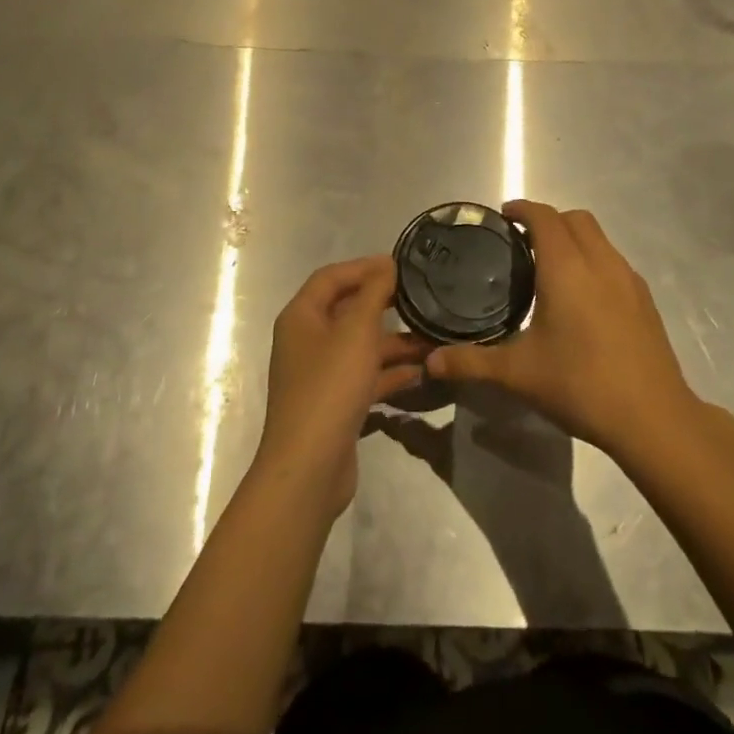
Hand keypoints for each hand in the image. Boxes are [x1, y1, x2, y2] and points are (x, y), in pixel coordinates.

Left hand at [254, 255, 428, 519]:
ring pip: (360, 347)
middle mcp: (306, 341)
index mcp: (301, 317)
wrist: (308, 468)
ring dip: (393, 342)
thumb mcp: (356, 331)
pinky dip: (389, 372)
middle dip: (383, 304)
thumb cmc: (330, 387)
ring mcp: (319, 375)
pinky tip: (420, 373)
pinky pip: (364, 377)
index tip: (400, 265)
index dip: (364, 266)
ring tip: (432, 338)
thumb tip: (386, 264)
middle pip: (347, 310)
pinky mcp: (334, 405)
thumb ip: (374, 293)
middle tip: (420, 297)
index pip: (331, 277)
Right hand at [424, 201, 703, 459]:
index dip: (522, 209)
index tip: (503, 217)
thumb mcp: (518, 374)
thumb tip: (431, 363)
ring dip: (574, 238)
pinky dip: (594, 260)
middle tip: (523, 243)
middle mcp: (599, 262)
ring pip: (599, 238)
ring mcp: (628, 279)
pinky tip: (583, 298)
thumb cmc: (580, 384)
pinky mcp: (645, 299)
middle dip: (548, 220)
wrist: (653, 417)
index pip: (544, 217)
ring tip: (551, 268)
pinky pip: (614, 261)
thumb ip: (472, 362)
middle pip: (575, 218)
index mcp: (566, 267)